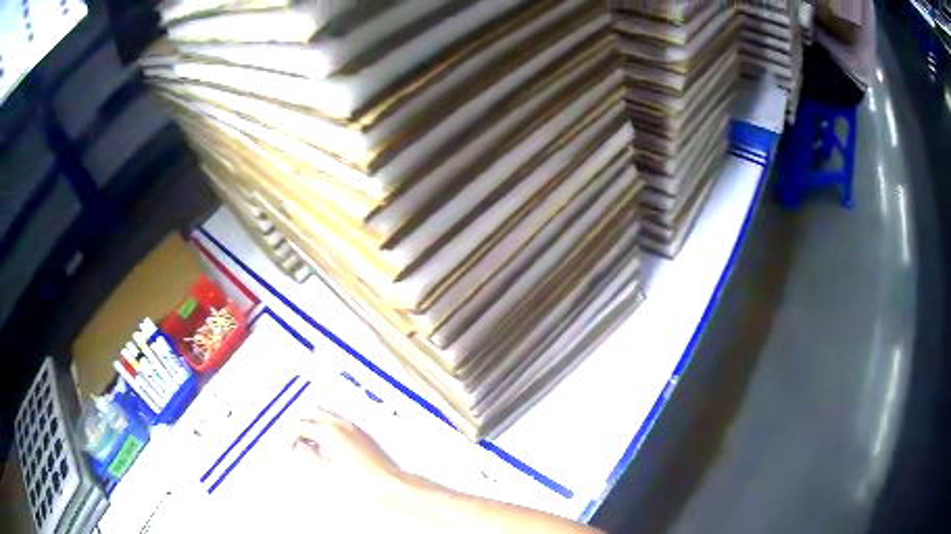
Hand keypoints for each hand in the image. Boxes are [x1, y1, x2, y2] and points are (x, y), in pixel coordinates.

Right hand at [293, 409, 403, 501]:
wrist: (389, 485)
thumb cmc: (357, 481)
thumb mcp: (326, 472)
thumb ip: (309, 457)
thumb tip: (300, 448)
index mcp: (329, 431)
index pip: (301, 425)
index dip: (291, 436)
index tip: (289, 449)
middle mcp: (341, 424)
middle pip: (314, 414)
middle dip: (303, 426)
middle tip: (298, 443)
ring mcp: (353, 428)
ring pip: (328, 417)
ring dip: (316, 426)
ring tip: (313, 448)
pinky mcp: (363, 435)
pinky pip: (340, 424)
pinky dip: (329, 430)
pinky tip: (330, 449)